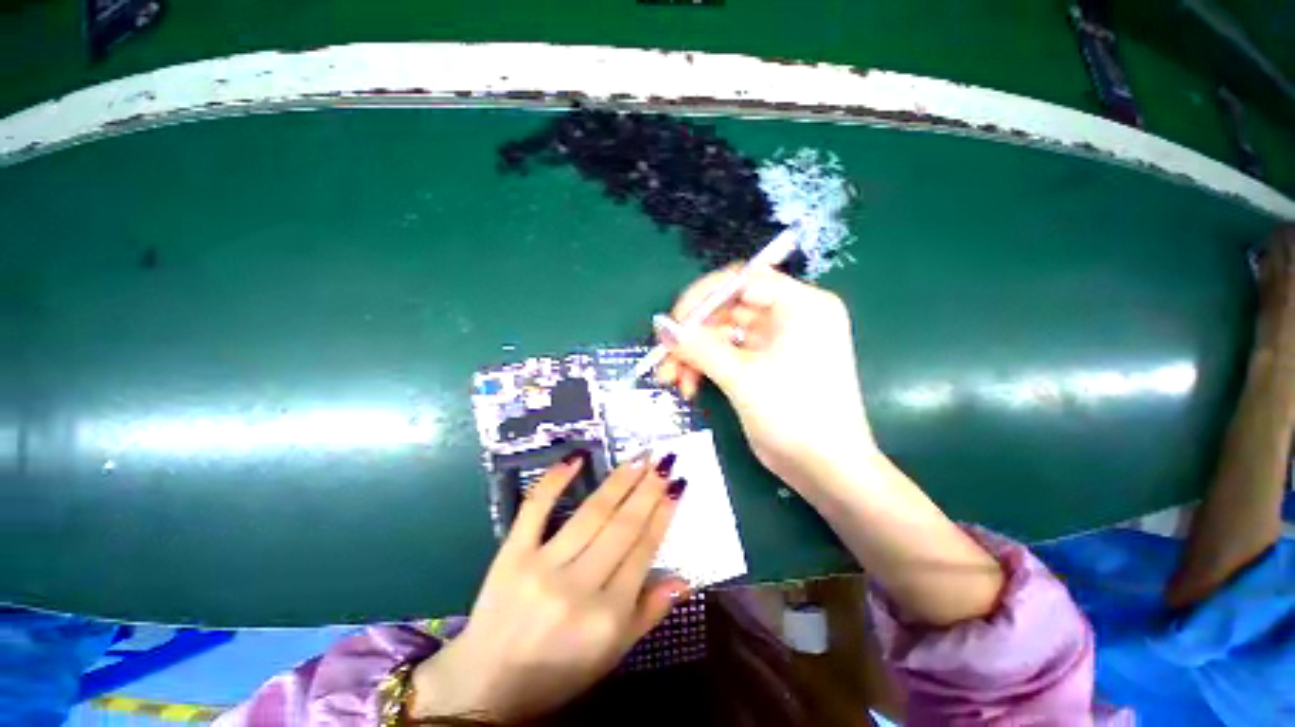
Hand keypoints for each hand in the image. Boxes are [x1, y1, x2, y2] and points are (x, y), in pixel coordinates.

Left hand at [409, 453, 687, 721]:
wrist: (486, 685)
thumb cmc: (558, 671)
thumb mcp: (612, 654)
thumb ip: (649, 614)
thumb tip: (686, 578)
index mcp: (606, 617)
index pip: (643, 551)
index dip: (662, 514)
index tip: (677, 485)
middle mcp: (577, 587)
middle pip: (621, 526)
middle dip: (647, 489)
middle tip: (662, 459)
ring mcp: (542, 566)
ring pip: (590, 513)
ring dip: (619, 481)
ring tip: (638, 458)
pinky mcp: (512, 553)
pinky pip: (535, 508)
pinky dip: (555, 480)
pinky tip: (576, 458)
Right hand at [655, 266, 875, 489]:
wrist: (827, 470)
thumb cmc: (795, 417)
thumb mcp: (743, 378)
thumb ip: (699, 347)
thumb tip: (661, 326)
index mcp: (801, 305)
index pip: (743, 280)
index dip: (703, 297)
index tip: (673, 322)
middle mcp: (791, 316)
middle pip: (728, 309)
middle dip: (693, 334)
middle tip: (664, 357)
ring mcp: (777, 341)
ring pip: (723, 334)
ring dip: (694, 354)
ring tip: (671, 380)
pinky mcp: (766, 363)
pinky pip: (728, 354)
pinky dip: (706, 367)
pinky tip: (689, 386)